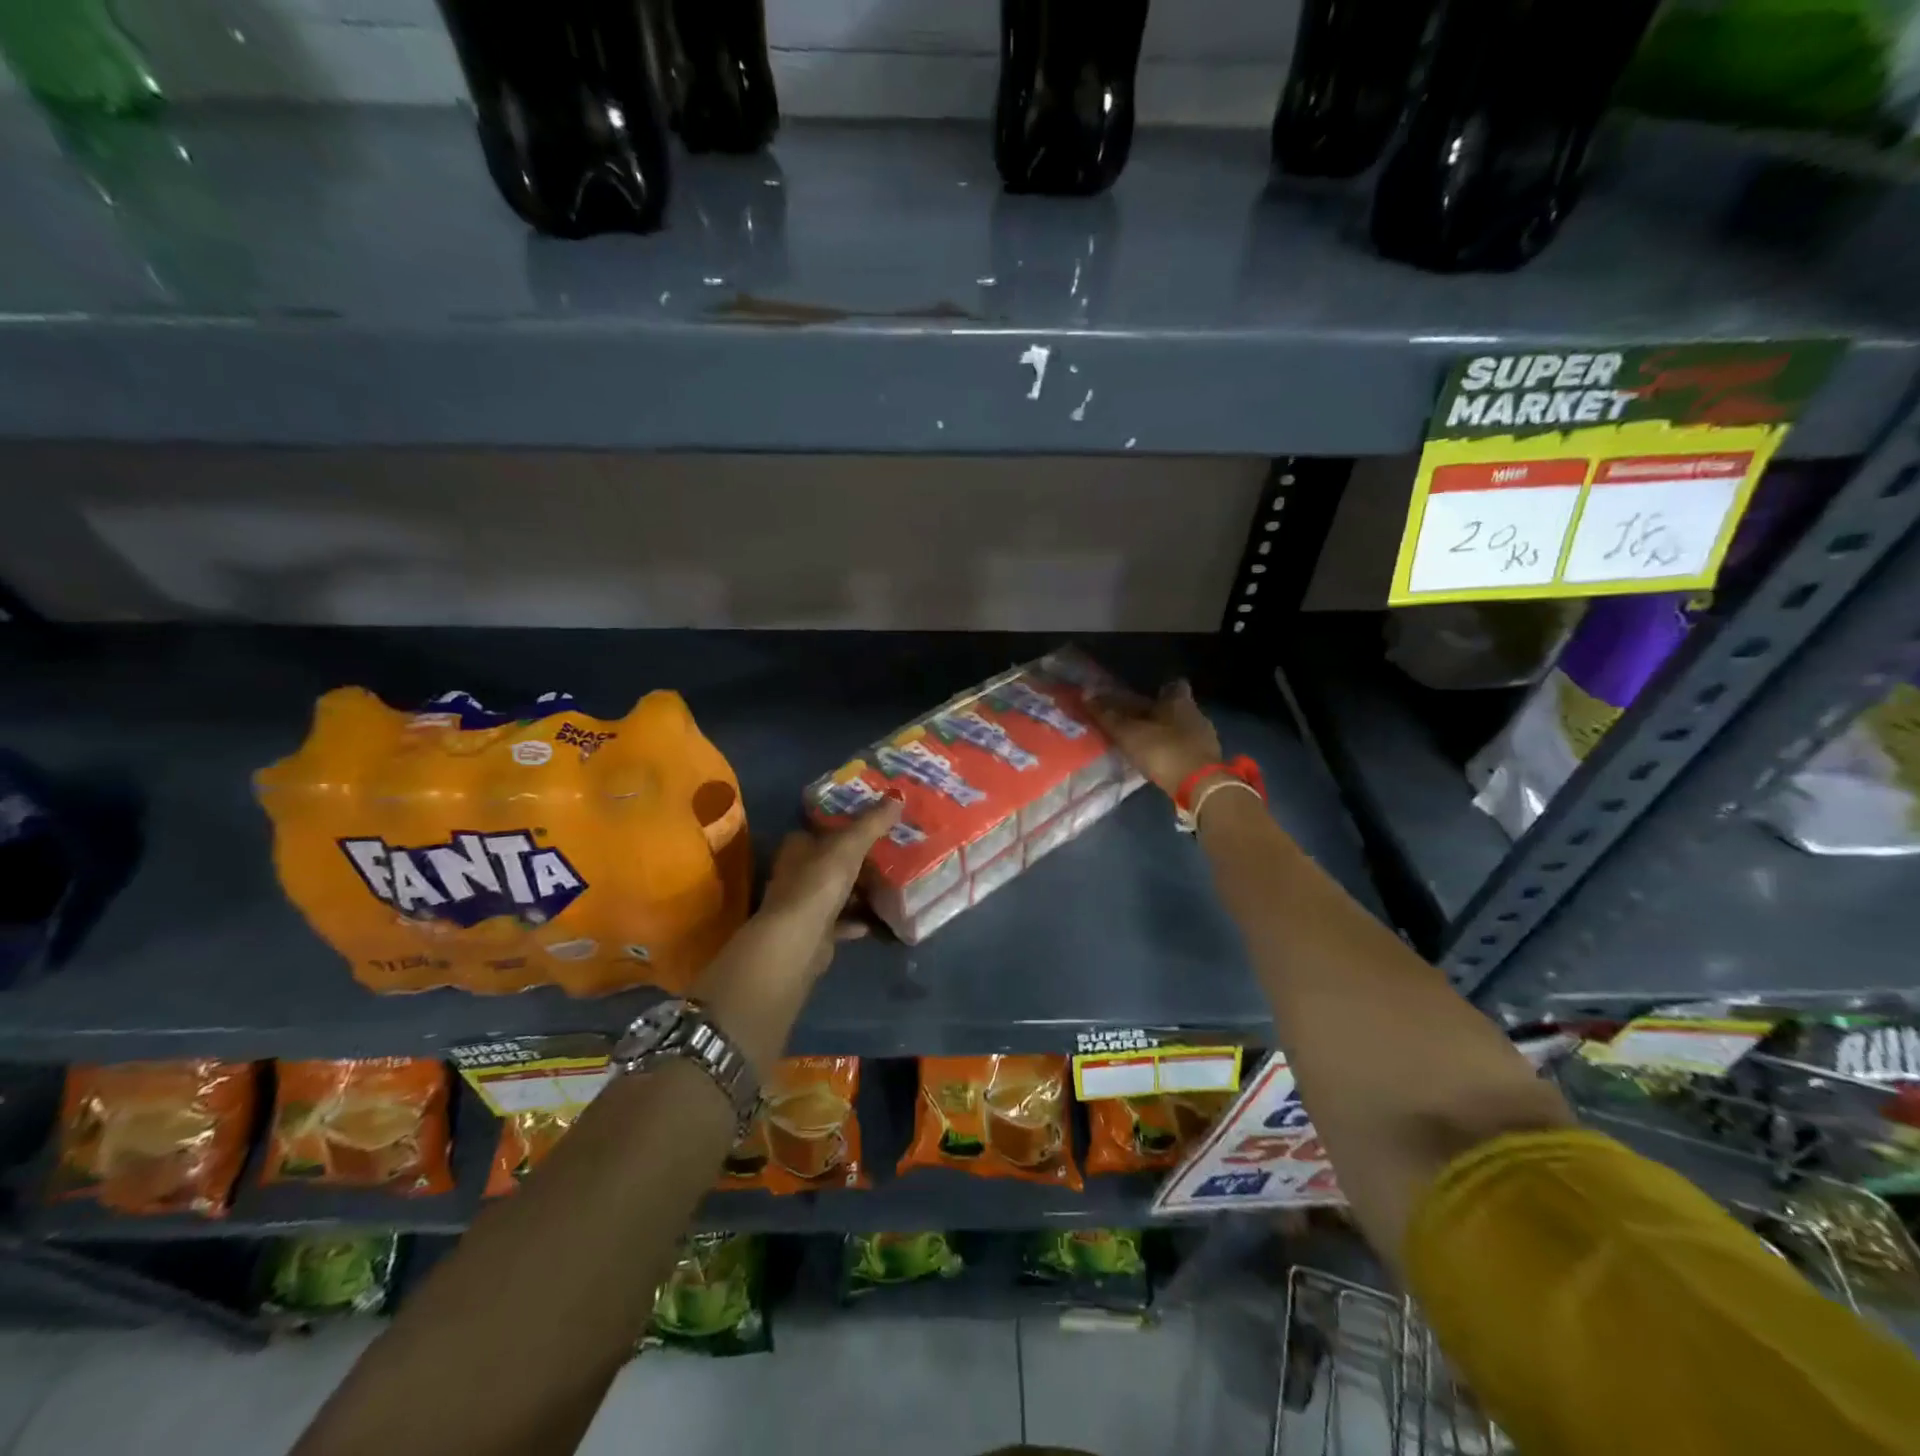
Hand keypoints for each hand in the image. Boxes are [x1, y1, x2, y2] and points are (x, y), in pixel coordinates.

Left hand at [751, 797, 902, 981]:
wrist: (798, 939)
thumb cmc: (819, 882)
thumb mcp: (850, 845)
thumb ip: (873, 822)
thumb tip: (898, 795)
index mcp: (797, 846)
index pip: (819, 829)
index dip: (843, 825)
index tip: (873, 823)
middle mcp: (795, 872)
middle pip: (829, 860)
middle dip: (855, 859)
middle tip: (888, 853)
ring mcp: (803, 904)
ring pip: (835, 891)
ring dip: (857, 891)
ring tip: (889, 885)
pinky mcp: (813, 931)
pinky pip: (840, 921)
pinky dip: (856, 919)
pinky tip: (877, 919)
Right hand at [1088, 678, 1222, 796]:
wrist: (1200, 785)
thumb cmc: (1163, 751)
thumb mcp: (1129, 734)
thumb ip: (1108, 716)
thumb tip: (1086, 695)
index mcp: (1179, 701)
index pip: (1174, 685)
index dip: (1160, 689)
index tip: (1147, 696)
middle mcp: (1196, 714)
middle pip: (1177, 707)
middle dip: (1160, 713)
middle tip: (1139, 722)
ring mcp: (1205, 737)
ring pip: (1183, 728)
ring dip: (1168, 733)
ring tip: (1147, 744)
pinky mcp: (1208, 759)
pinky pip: (1188, 748)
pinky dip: (1175, 751)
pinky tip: (1162, 761)